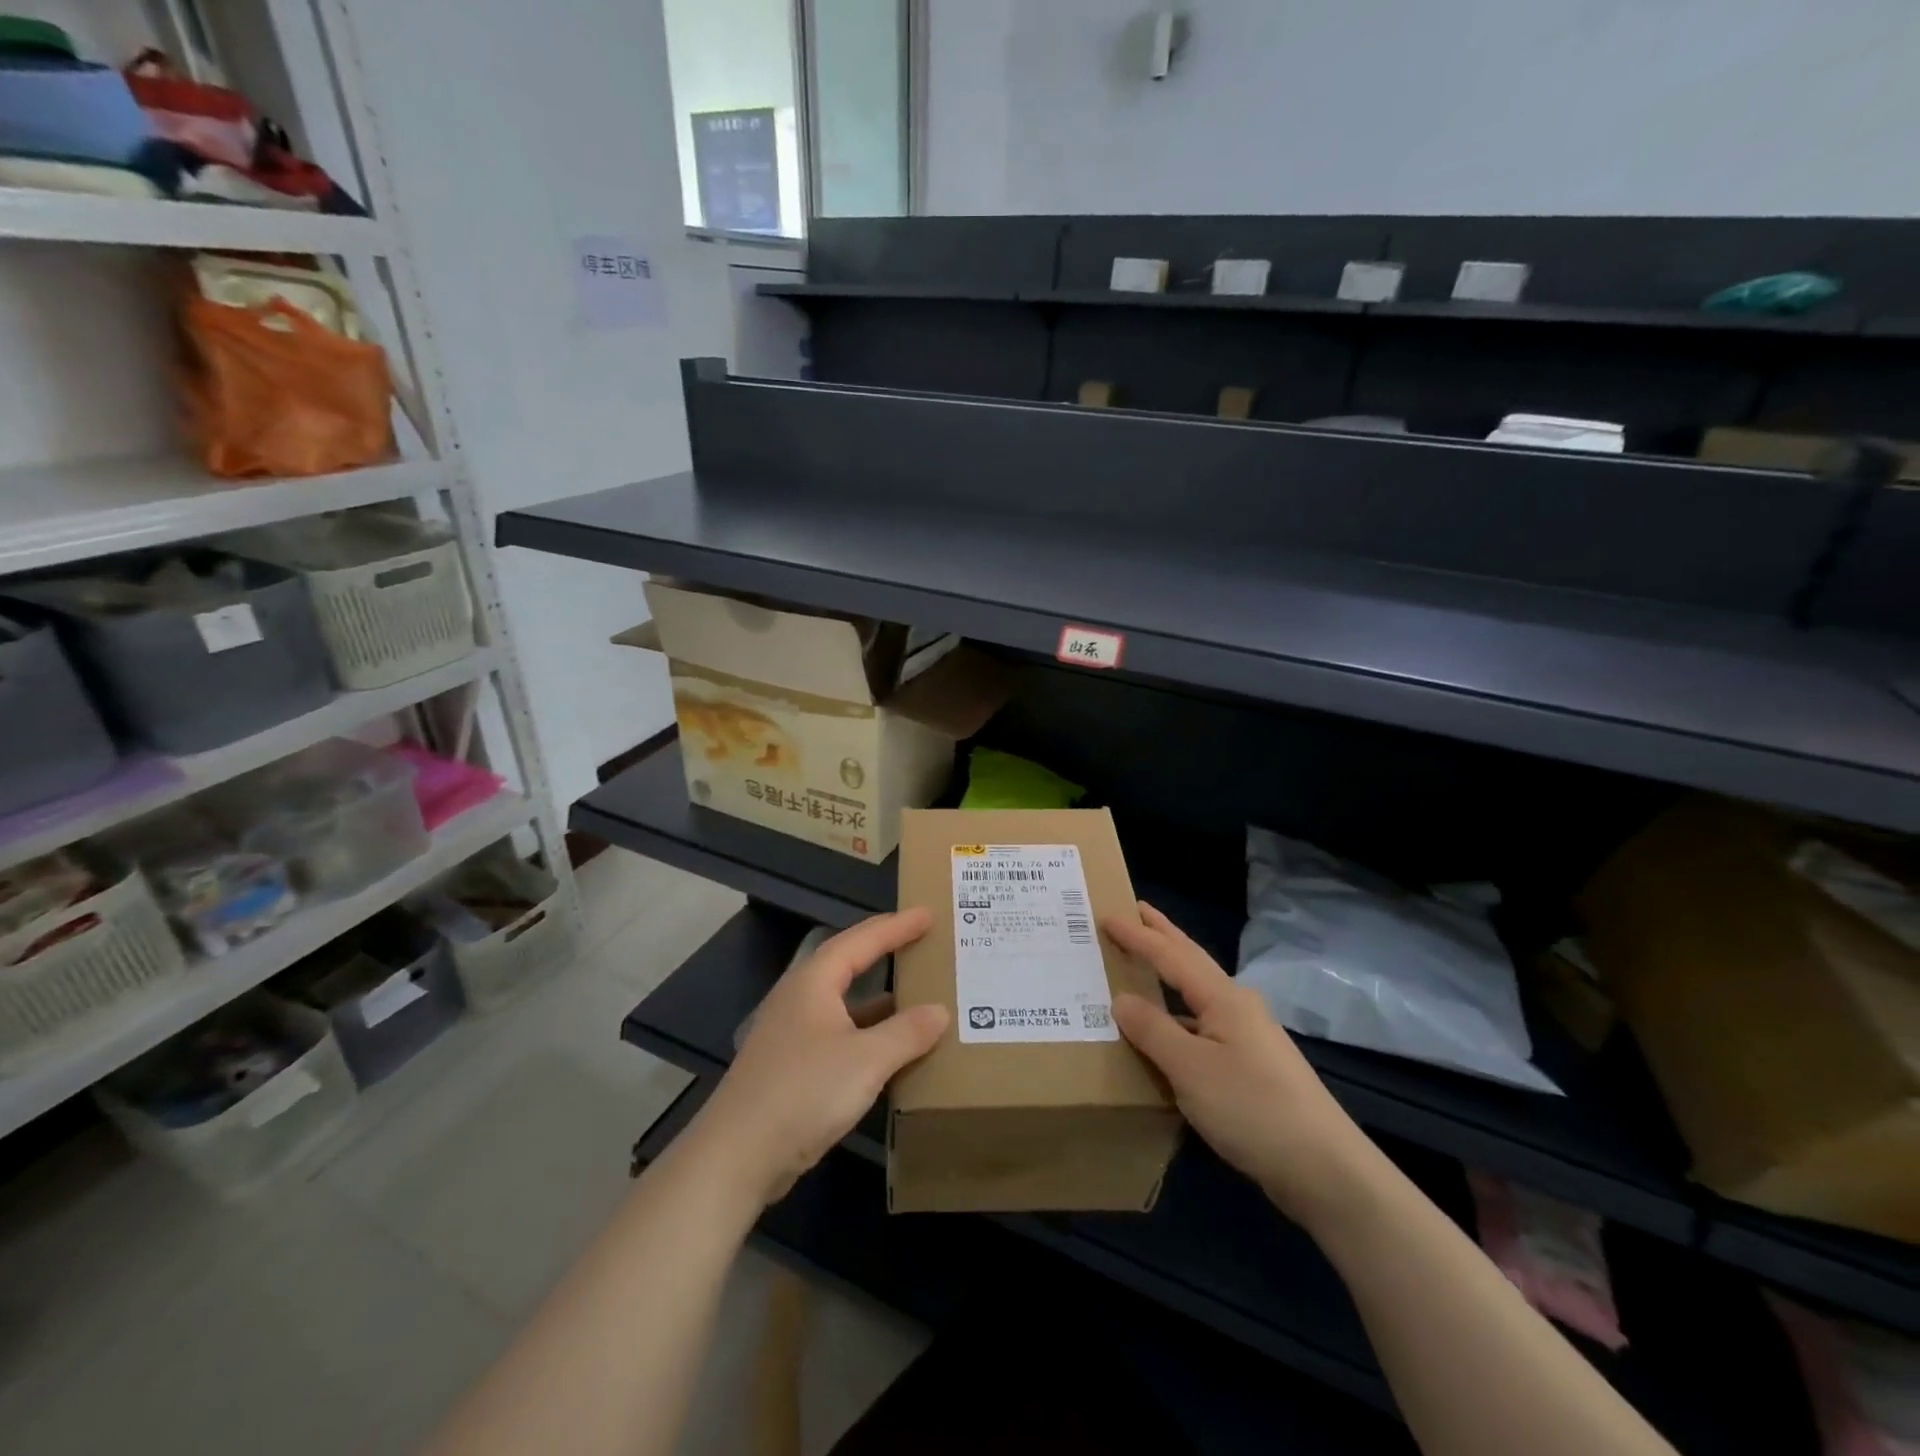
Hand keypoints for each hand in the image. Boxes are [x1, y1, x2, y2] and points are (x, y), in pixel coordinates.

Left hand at [690, 909, 948, 1206]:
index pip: (862, 940)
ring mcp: (793, 1034)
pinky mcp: (791, 1067)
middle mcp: (801, 998)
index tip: (929, 914)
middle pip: (849, 964)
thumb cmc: (803, 1092)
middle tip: (923, 942)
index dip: (897, 927)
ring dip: (880, 1000)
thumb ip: (907, 1033)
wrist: (736, 1156)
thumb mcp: (866, 1060)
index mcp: (814, 982)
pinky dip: (868, 1034)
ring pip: (845, 1004)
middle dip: (886, 953)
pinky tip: (891, 1051)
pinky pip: (840, 1035)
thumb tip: (940, 1011)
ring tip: (918, 995)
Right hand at [1105, 902, 1381, 1232]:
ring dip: (1170, 974)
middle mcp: (1237, 1007)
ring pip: (1198, 994)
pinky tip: (1167, 1032)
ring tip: (1144, 965)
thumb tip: (1120, 999)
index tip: (1106, 915)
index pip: (1170, 955)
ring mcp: (1248, 1037)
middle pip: (1192, 961)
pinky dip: (1178, 1015)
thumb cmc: (1252, 1108)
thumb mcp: (1190, 1069)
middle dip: (1163, 935)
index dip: (1137, 935)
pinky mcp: (1251, 1067)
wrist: (1325, 1169)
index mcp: (1222, 997)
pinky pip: (1203, 1025)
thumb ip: (1152, 1030)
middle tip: (1136, 911)